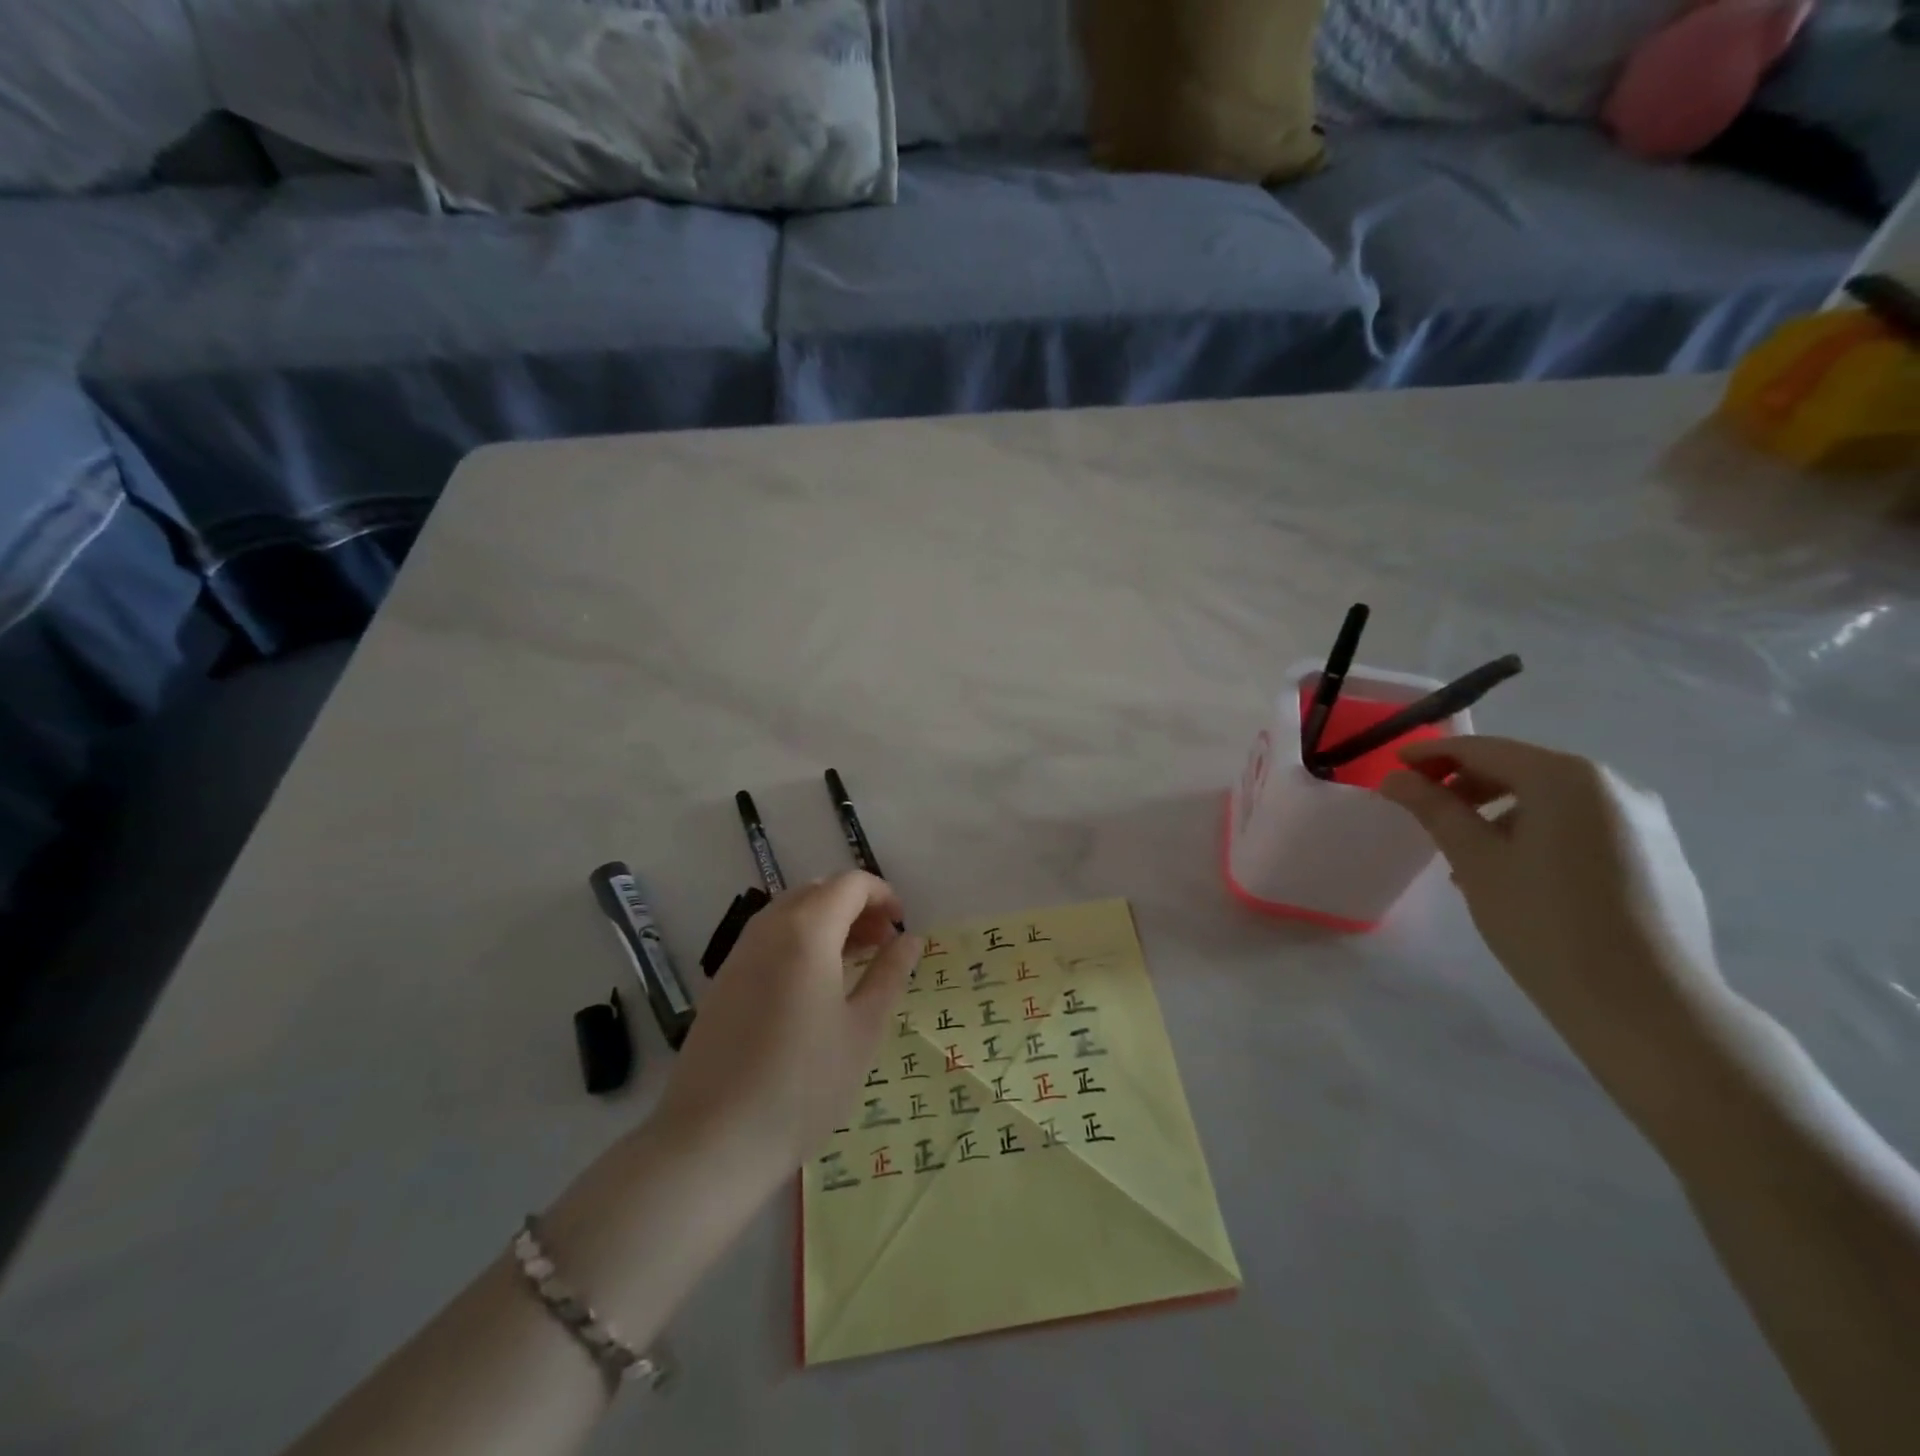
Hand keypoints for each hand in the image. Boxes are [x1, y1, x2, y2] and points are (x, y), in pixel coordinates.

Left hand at [656, 873, 920, 1187]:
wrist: (713, 1141)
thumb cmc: (803, 1085)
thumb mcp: (862, 1030)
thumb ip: (889, 975)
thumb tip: (910, 939)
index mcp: (807, 931)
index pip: (850, 884)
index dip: (882, 894)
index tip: (902, 926)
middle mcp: (769, 929)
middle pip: (818, 891)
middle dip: (855, 906)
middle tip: (882, 943)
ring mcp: (739, 954)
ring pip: (790, 913)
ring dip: (827, 922)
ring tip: (853, 963)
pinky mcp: (723, 981)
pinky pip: (768, 938)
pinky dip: (800, 941)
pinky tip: (813, 986)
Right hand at [1381, 737, 1730, 1066]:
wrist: (1649, 1007)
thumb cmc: (1545, 923)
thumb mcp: (1475, 862)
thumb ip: (1434, 810)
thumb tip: (1395, 779)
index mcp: (1566, 778)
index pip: (1483, 749)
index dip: (1431, 754)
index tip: (1393, 769)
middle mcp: (1614, 785)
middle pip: (1521, 769)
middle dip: (1467, 784)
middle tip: (1425, 811)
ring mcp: (1645, 820)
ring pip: (1553, 799)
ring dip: (1502, 812)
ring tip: (1469, 854)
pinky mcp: (1660, 855)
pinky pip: (1584, 826)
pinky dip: (1541, 833)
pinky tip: (1520, 875)